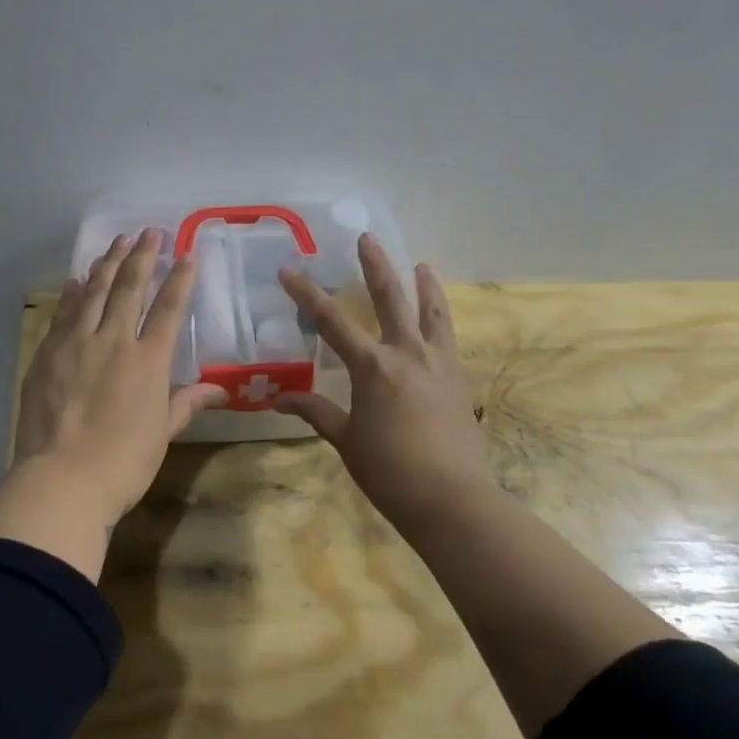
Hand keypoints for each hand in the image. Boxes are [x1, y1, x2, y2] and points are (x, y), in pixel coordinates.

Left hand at [14, 229, 226, 526]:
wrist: (63, 479)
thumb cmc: (124, 463)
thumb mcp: (162, 434)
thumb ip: (186, 403)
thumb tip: (220, 390)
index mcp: (149, 361)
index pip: (169, 309)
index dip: (179, 280)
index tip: (186, 254)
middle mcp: (114, 341)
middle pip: (129, 289)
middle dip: (141, 257)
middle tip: (148, 232)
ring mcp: (76, 344)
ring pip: (93, 293)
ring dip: (107, 264)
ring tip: (117, 242)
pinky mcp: (47, 354)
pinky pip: (63, 314)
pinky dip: (72, 294)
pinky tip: (77, 280)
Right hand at [276, 235, 498, 532]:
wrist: (452, 499)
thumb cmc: (390, 471)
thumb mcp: (346, 441)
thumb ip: (316, 412)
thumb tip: (280, 398)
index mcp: (373, 367)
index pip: (332, 321)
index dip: (307, 293)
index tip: (289, 270)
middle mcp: (407, 353)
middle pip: (391, 297)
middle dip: (375, 266)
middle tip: (367, 239)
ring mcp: (439, 363)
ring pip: (432, 312)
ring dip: (424, 285)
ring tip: (422, 264)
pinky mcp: (459, 379)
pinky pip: (448, 338)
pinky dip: (441, 320)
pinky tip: (437, 321)